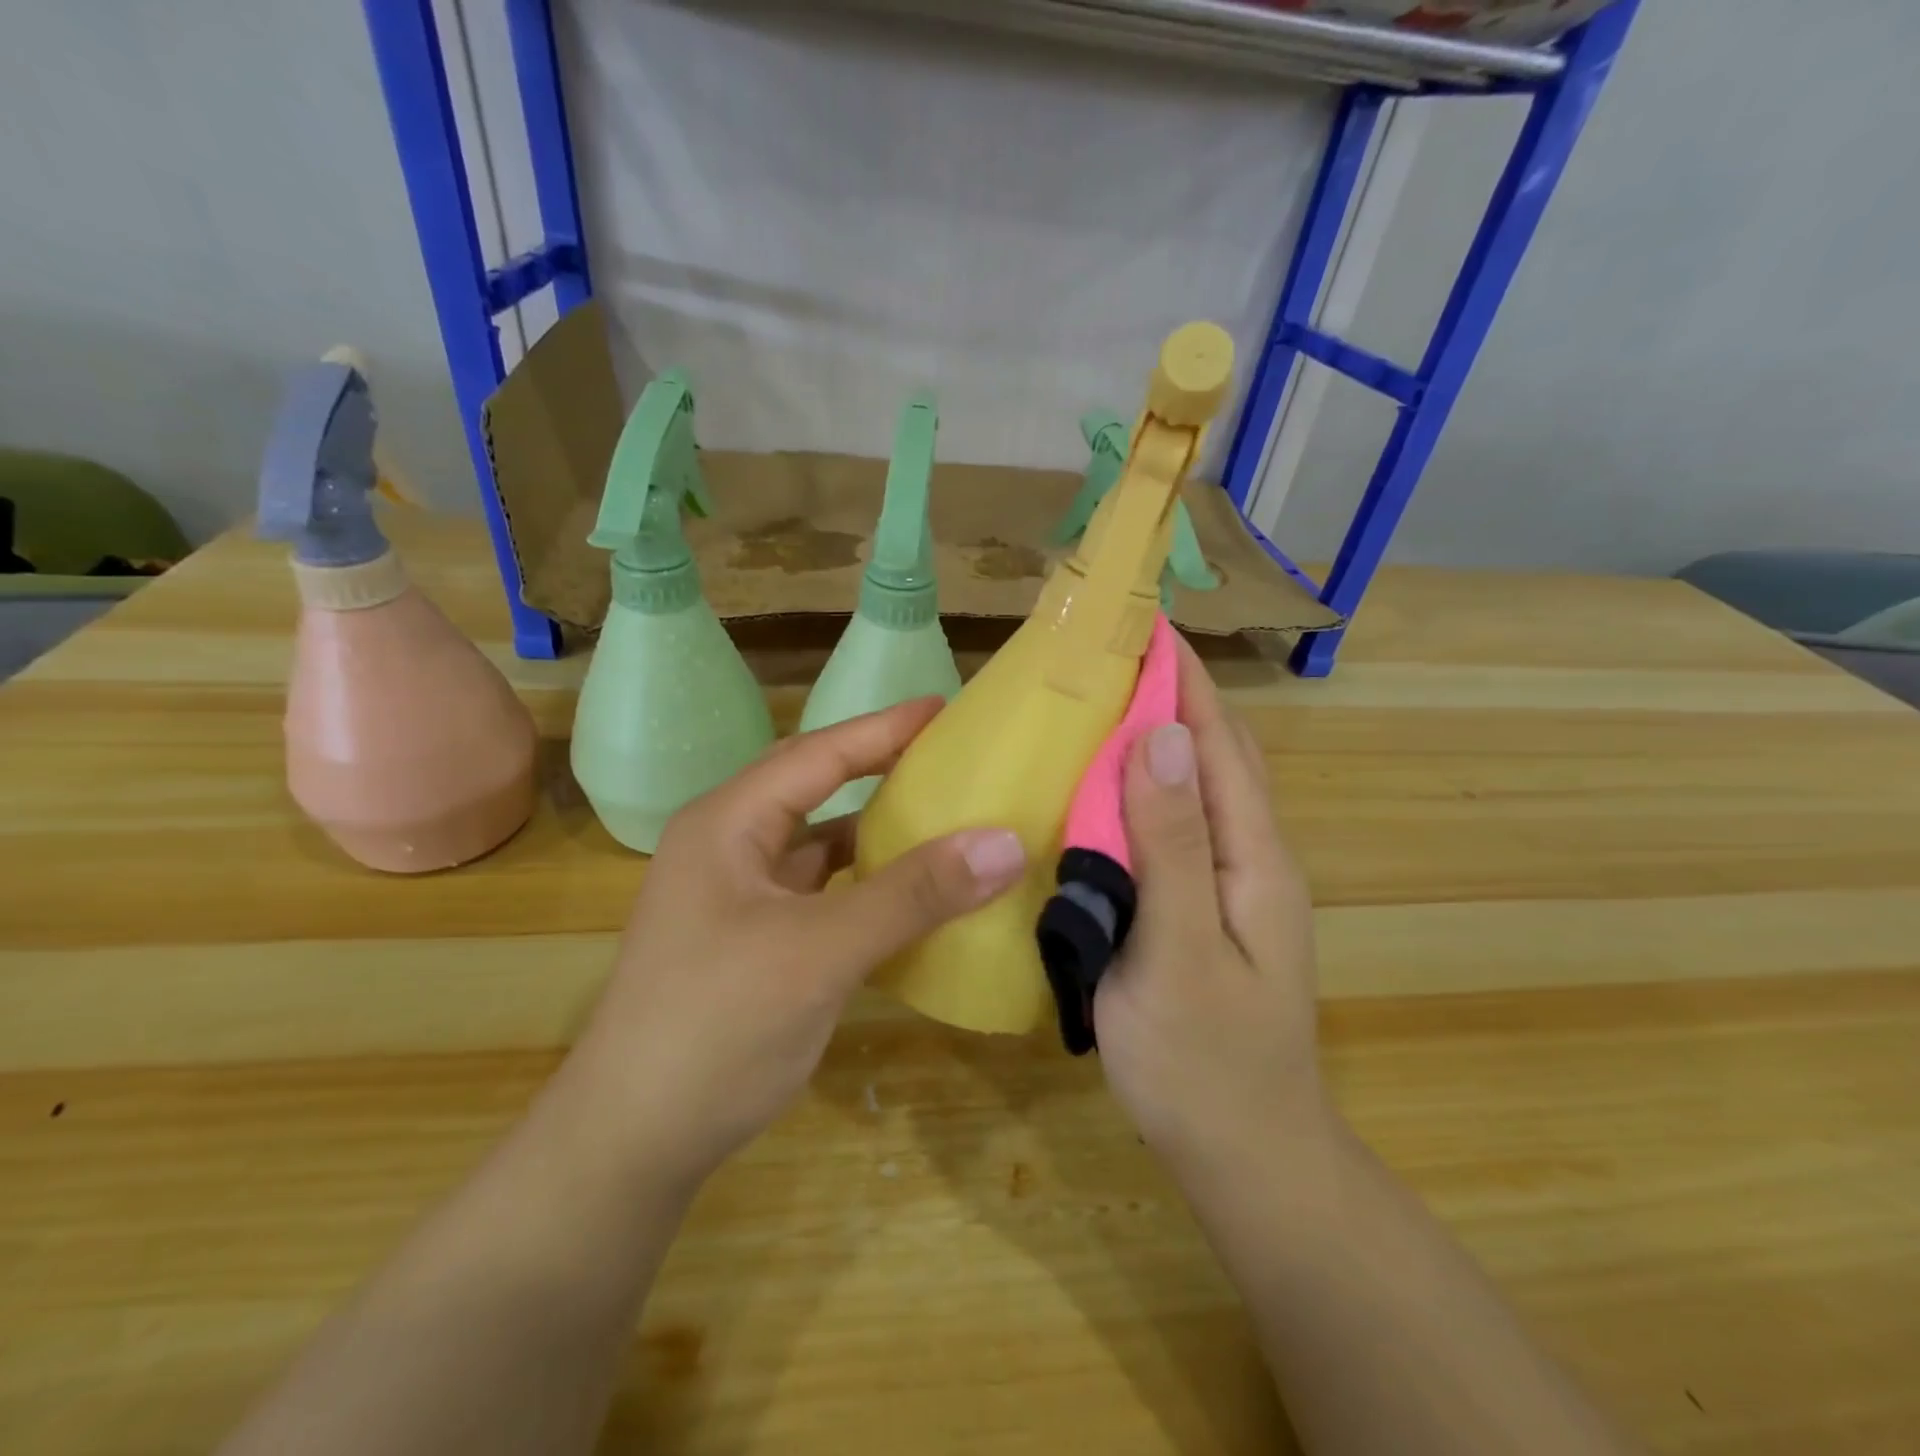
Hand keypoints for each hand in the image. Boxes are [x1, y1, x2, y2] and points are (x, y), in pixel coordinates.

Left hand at [558, 699, 1025, 1195]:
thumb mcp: (820, 951)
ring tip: (941, 817)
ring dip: (875, 833)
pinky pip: (821, 893)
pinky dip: (865, 886)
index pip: (818, 753)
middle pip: (816, 791)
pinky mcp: (753, 942)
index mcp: (728, 824)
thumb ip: (913, 894)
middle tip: (948, 756)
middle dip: (880, 769)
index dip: (883, 728)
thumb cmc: (716, 1026)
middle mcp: (728, 848)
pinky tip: (909, 896)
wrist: (631, 1144)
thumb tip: (1005, 842)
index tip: (945, 708)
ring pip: (819, 846)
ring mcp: (738, 898)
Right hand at [1094, 638, 1327, 1189]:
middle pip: (1216, 755)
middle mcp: (1250, 857)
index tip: (1141, 622)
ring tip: (1099, 704)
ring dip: (1158, 737)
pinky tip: (1101, 792)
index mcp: (1253, 857)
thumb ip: (1172, 846)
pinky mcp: (1201, 909)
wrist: (1246, 1156)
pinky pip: (1174, 828)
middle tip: (1109, 655)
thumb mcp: (1180, 953)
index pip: (1218, 742)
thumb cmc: (1205, 1062)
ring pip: (1196, 790)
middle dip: (1173, 695)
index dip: (1183, 679)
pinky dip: (1142, 791)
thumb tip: (1159, 737)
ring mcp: (1229, 885)